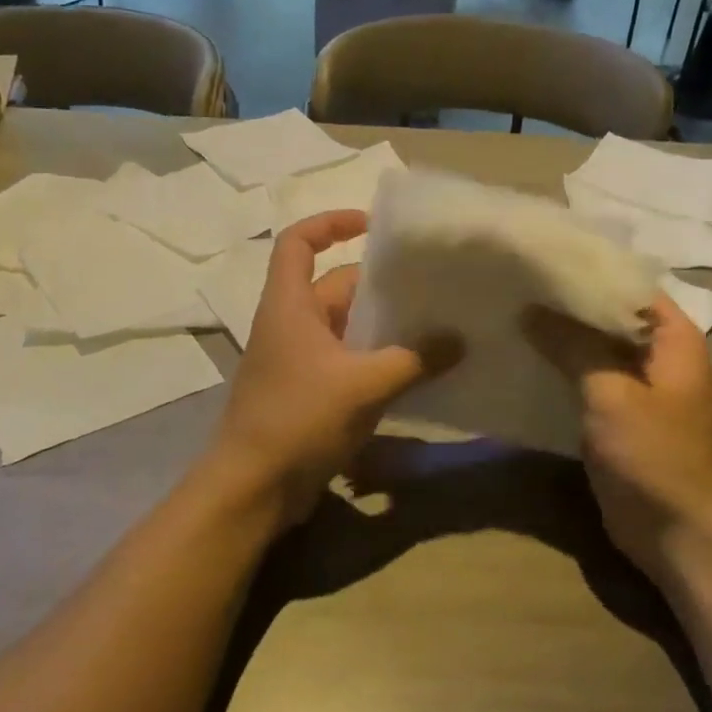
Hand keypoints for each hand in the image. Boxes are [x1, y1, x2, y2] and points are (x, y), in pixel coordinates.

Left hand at [212, 210, 460, 524]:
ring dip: (385, 326)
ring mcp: (299, 361)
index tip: (373, 225)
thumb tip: (459, 339)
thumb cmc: (298, 419)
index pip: (298, 242)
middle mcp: (291, 324)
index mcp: (289, 305)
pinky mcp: (309, 393)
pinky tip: (417, 372)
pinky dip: (378, 361)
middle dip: (381, 285)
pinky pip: (348, 362)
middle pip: (337, 286)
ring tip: (436, 326)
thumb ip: (414, 359)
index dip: (330, 223)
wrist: (252, 489)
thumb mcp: (363, 385)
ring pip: (347, 328)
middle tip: (433, 286)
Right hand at [524, 294, 711, 582]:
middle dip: (562, 303)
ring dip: (556, 337)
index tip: (537, 255)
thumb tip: (530, 307)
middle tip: (512, 282)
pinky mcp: (615, 417)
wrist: (679, 535)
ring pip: (591, 349)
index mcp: (671, 336)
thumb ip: (572, 345)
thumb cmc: (655, 456)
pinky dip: (557, 370)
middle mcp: (655, 354)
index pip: (626, 282)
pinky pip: (583, 381)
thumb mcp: (611, 393)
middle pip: (605, 315)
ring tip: (506, 313)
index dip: (584, 267)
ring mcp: (635, 387)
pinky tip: (518, 359)